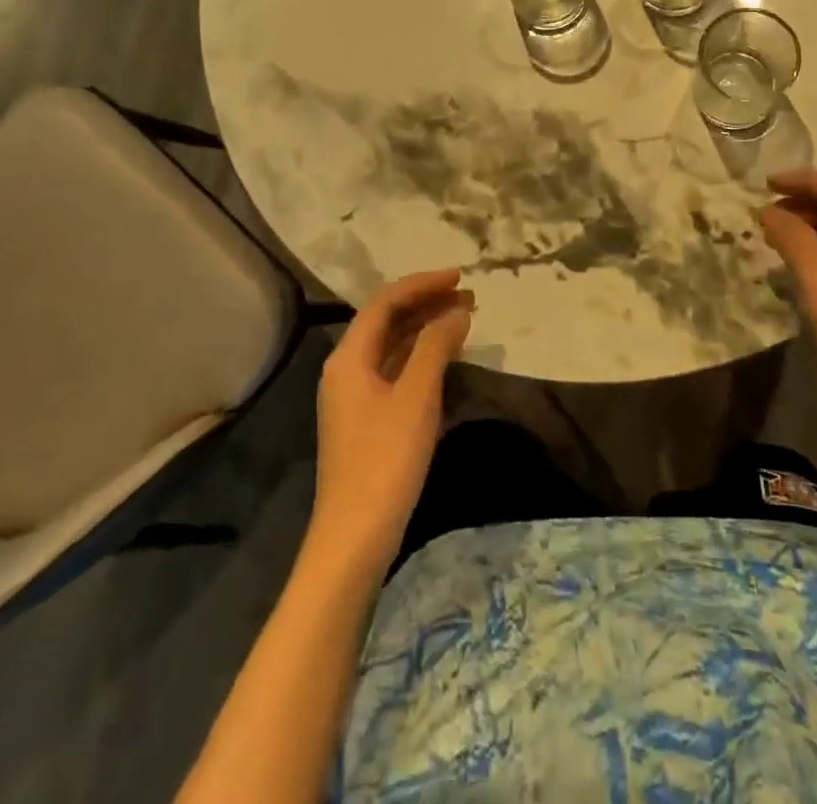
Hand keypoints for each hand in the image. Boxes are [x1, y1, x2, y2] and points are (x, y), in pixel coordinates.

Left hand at [310, 269, 473, 576]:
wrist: (354, 538)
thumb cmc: (385, 461)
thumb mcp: (416, 398)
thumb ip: (436, 347)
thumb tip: (457, 311)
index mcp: (349, 357)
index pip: (386, 302)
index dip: (423, 284)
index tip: (460, 278)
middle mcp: (346, 369)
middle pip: (387, 321)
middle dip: (427, 303)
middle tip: (469, 297)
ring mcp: (355, 396)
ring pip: (392, 346)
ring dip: (426, 328)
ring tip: (464, 318)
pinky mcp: (366, 419)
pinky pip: (395, 370)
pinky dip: (421, 356)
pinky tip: (446, 358)